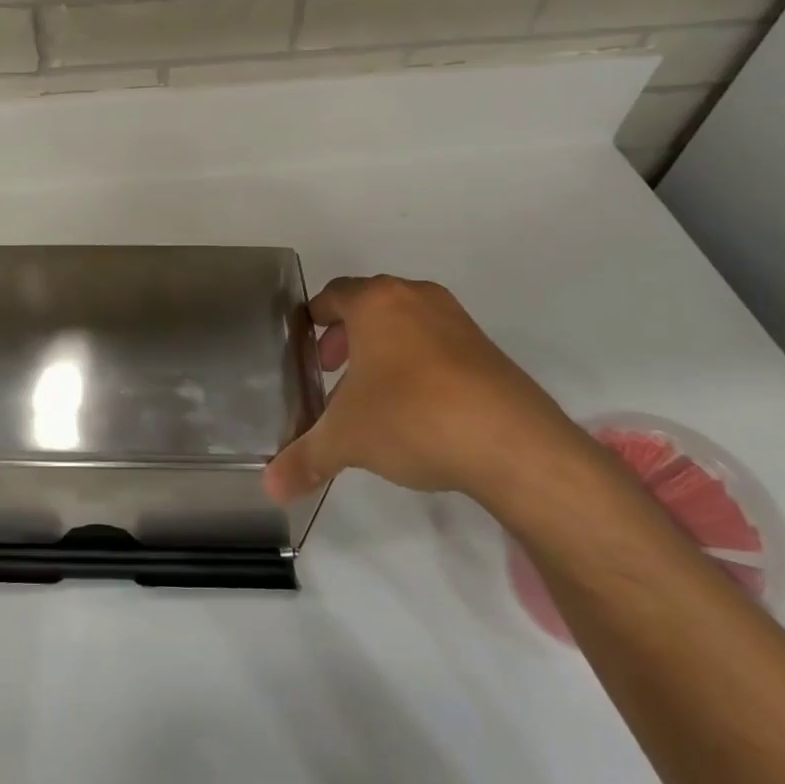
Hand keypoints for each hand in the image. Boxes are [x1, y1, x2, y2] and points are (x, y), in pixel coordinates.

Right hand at [263, 275, 583, 504]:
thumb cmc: (412, 418)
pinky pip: (438, 344)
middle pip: (369, 305)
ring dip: (383, 349)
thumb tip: (271, 490)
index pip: (333, 294)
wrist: (513, 445)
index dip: (314, 317)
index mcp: (376, 303)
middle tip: (331, 370)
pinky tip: (416, 407)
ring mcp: (457, 321)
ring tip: (372, 392)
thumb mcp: (346, 440)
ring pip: (406, 323)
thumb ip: (305, 458)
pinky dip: (418, 363)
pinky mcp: (488, 350)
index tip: (305, 346)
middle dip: (346, 336)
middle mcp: (416, 298)